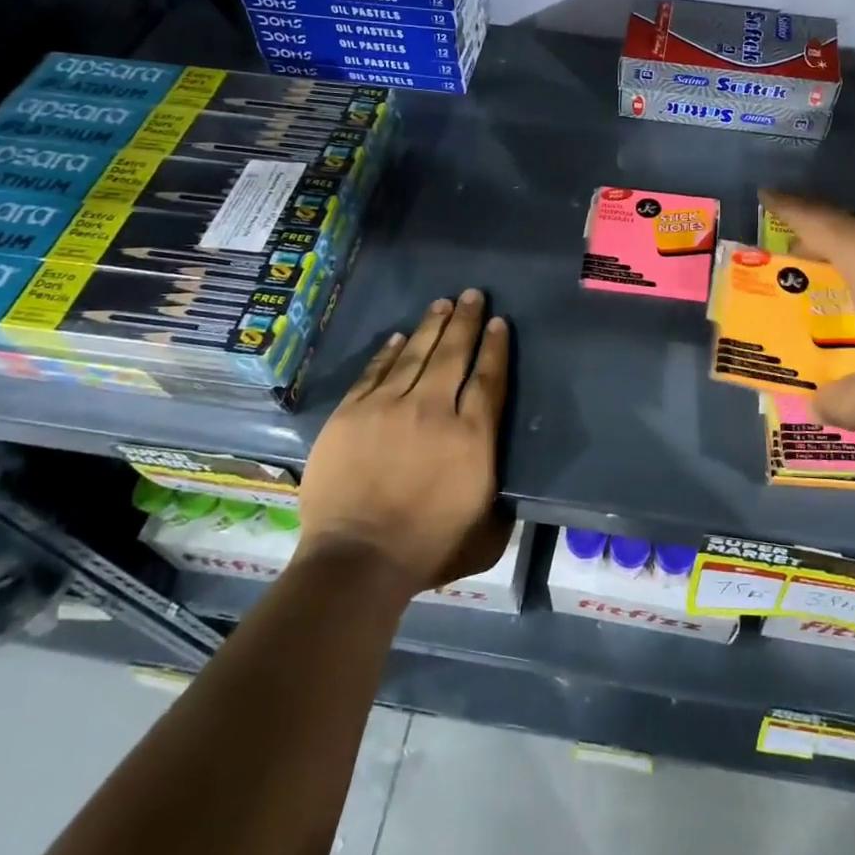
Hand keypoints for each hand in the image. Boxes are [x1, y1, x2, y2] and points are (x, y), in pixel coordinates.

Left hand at [294, 290, 509, 596]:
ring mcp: (388, 407)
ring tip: (442, 304)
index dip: (495, 347)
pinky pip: (375, 372)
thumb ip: (500, 501)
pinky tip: (399, 337)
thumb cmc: (428, 548)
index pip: (489, 378)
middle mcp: (434, 410)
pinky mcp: (352, 414)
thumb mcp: (486, 532)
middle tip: (473, 294)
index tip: (499, 323)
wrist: (357, 560)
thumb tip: (503, 484)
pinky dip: (388, 352)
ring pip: (415, 354)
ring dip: (431, 326)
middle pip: (454, 354)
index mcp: (472, 436)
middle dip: (466, 321)